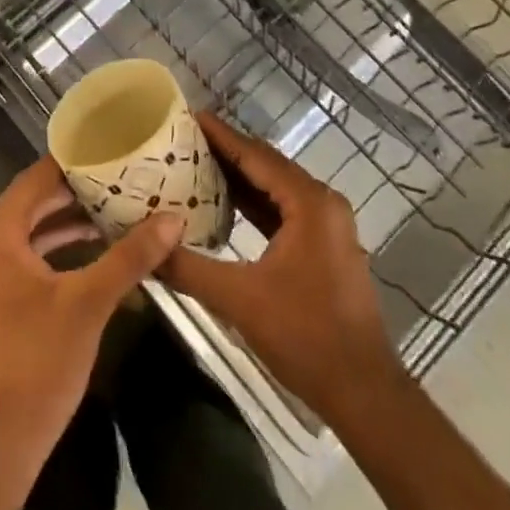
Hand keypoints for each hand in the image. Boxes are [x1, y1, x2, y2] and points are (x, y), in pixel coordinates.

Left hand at [0, 158, 182, 471]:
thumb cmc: (38, 362)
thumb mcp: (89, 303)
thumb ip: (130, 257)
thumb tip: (173, 219)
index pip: (36, 178)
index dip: (73, 162)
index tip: (109, 147)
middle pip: (33, 200)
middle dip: (76, 190)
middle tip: (119, 176)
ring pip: (30, 228)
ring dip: (68, 219)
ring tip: (114, 207)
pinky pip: (25, 253)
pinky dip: (56, 246)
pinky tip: (93, 248)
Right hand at [160, 113, 404, 425]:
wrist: (364, 394)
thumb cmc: (305, 336)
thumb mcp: (239, 300)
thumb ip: (189, 268)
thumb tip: (146, 249)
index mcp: (309, 202)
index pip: (256, 155)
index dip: (221, 135)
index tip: (189, 115)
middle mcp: (322, 203)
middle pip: (267, 165)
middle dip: (227, 151)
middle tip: (185, 138)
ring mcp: (327, 225)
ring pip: (276, 187)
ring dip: (240, 177)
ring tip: (197, 163)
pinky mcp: (325, 246)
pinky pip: (284, 209)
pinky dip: (255, 203)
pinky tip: (225, 203)